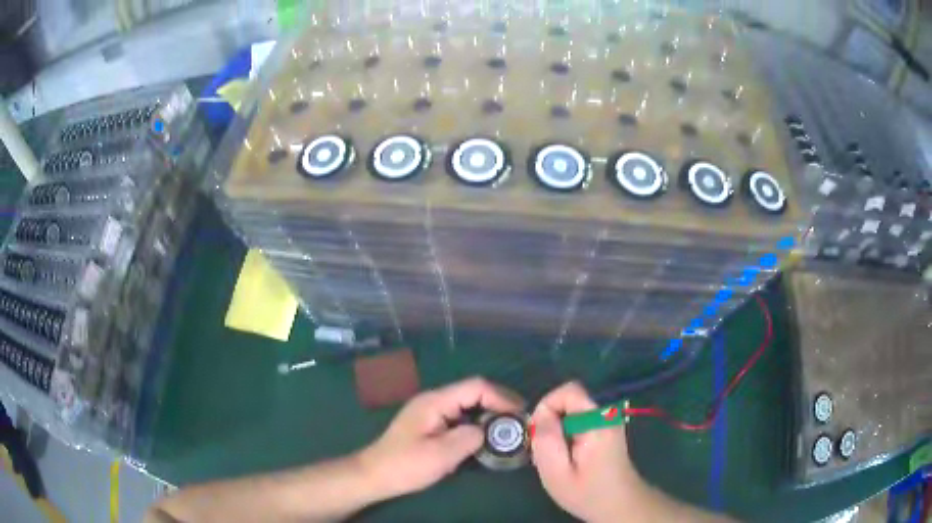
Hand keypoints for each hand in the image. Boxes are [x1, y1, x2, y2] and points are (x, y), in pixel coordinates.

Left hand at [359, 377, 523, 499]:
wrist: (375, 475)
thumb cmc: (405, 464)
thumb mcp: (441, 455)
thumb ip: (469, 438)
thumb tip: (486, 430)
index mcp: (435, 401)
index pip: (475, 387)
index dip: (501, 397)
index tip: (520, 414)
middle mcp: (434, 400)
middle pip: (473, 392)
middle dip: (498, 404)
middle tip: (518, 422)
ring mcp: (431, 411)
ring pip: (467, 405)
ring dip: (488, 414)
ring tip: (507, 430)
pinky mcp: (430, 424)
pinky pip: (459, 417)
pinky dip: (476, 423)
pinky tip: (484, 438)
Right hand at [530, 381, 644, 522]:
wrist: (620, 505)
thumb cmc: (587, 493)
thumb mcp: (556, 472)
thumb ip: (546, 439)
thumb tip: (540, 414)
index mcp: (597, 422)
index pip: (568, 390)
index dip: (547, 407)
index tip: (539, 436)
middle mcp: (607, 414)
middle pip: (569, 401)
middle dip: (551, 422)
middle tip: (546, 453)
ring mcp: (610, 421)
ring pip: (573, 411)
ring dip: (558, 431)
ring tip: (557, 459)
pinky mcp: (608, 428)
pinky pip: (581, 420)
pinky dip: (568, 435)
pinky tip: (569, 458)